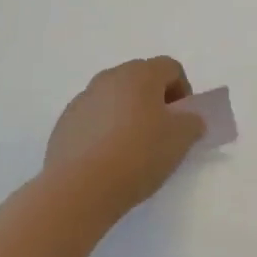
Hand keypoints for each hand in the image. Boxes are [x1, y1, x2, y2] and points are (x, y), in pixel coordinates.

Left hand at [44, 57, 205, 218]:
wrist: (79, 188)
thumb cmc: (138, 155)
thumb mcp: (180, 140)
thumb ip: (192, 123)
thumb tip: (188, 119)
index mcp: (140, 74)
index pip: (170, 68)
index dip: (183, 91)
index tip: (184, 120)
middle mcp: (109, 78)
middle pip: (140, 79)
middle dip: (155, 101)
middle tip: (161, 133)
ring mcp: (83, 99)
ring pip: (115, 98)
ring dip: (128, 115)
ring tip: (132, 149)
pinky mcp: (64, 124)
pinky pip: (94, 119)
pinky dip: (104, 131)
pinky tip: (107, 160)